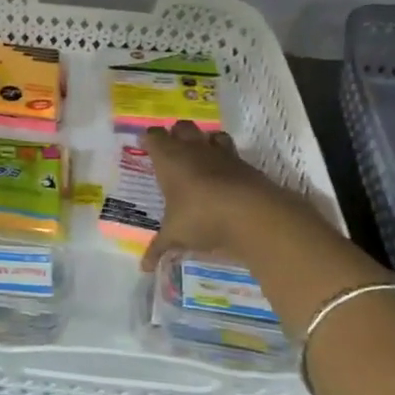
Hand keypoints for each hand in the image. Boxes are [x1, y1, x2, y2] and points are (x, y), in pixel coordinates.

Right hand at [140, 121, 313, 271]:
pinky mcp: (245, 165)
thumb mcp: (175, 235)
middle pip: (182, 127)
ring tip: (202, 158)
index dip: (149, 139)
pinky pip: (233, 155)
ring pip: (211, 135)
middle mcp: (194, 150)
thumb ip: (158, 248)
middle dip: (176, 134)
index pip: (154, 136)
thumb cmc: (200, 217)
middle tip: (172, 150)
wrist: (251, 214)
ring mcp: (222, 155)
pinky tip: (225, 178)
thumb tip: (142, 268)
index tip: (145, 144)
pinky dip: (227, 163)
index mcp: (169, 158)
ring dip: (206, 141)